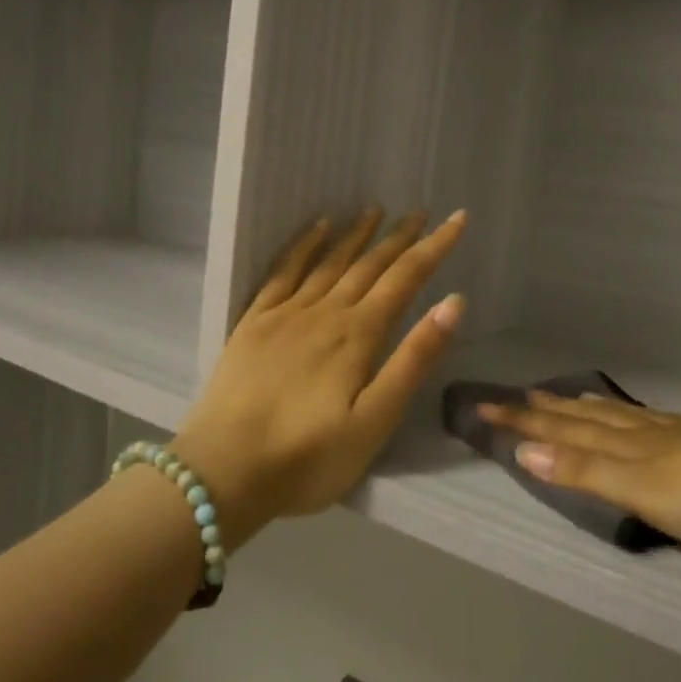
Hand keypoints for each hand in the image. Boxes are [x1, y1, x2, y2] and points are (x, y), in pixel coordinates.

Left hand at [172, 209, 467, 547]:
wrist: (224, 472)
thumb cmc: (309, 457)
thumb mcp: (375, 422)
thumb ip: (414, 360)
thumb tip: (453, 303)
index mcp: (358, 335)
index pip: (405, 279)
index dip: (434, 247)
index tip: (456, 219)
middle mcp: (325, 312)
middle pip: (369, 265)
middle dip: (399, 237)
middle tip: (420, 212)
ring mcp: (285, 314)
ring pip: (329, 262)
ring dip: (355, 234)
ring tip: (374, 209)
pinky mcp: (254, 324)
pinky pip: (283, 272)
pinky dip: (303, 246)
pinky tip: (316, 230)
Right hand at [480, 392, 680, 553]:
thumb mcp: (650, 489)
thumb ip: (588, 471)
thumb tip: (524, 448)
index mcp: (630, 446)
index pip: (562, 430)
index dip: (522, 421)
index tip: (482, 406)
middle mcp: (649, 434)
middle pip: (586, 419)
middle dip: (545, 411)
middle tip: (512, 395)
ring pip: (618, 418)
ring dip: (583, 410)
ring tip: (563, 397)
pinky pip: (651, 423)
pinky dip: (628, 418)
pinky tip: (638, 419)